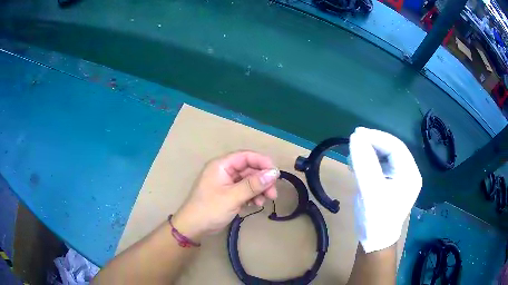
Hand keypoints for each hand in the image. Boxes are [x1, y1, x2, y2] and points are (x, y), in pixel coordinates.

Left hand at [172, 151, 279, 241]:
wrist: (193, 228)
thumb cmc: (210, 209)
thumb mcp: (233, 197)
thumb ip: (253, 185)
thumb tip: (274, 173)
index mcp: (221, 165)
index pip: (246, 156)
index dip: (262, 162)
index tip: (276, 174)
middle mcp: (224, 171)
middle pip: (249, 169)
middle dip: (262, 180)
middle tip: (273, 194)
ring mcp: (226, 183)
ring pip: (248, 181)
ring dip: (259, 189)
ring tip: (264, 202)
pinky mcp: (228, 194)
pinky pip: (244, 190)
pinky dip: (252, 196)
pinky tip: (255, 205)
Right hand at [349, 127, 421, 252]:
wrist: (374, 241)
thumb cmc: (377, 218)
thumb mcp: (371, 191)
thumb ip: (364, 163)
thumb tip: (354, 137)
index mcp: (410, 174)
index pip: (396, 146)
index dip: (377, 137)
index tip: (357, 133)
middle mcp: (407, 173)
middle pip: (391, 150)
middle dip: (372, 143)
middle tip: (353, 140)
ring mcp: (399, 179)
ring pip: (385, 157)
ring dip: (369, 152)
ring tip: (353, 154)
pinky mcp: (389, 184)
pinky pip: (380, 166)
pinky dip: (368, 162)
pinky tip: (356, 164)